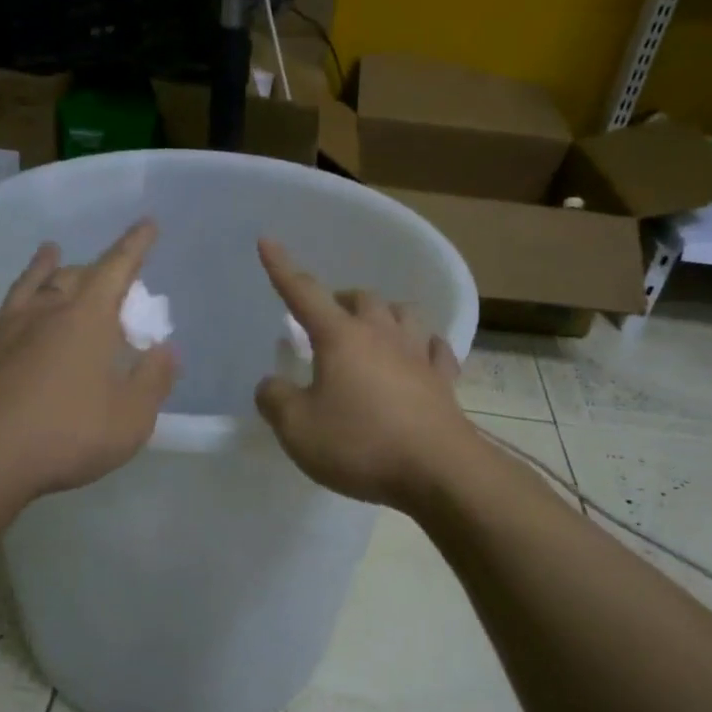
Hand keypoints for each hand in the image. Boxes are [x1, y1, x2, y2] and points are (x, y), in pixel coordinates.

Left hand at [0, 221, 176, 502]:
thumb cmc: (69, 435)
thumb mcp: (132, 417)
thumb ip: (154, 381)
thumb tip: (167, 351)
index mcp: (88, 320)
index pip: (118, 269)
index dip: (135, 245)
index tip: (147, 223)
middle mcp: (45, 314)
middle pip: (71, 278)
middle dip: (91, 269)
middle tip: (102, 272)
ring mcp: (3, 333)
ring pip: (23, 289)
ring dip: (38, 269)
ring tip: (48, 250)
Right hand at [253, 239, 479, 510]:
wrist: (437, 471)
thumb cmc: (360, 444)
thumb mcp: (297, 429)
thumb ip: (275, 400)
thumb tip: (271, 384)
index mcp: (341, 337)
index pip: (303, 292)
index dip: (281, 267)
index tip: (267, 240)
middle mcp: (381, 334)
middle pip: (361, 298)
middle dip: (340, 300)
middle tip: (325, 320)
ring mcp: (418, 354)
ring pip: (403, 313)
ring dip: (384, 314)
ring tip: (372, 331)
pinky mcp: (444, 380)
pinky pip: (435, 348)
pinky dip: (422, 345)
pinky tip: (419, 354)